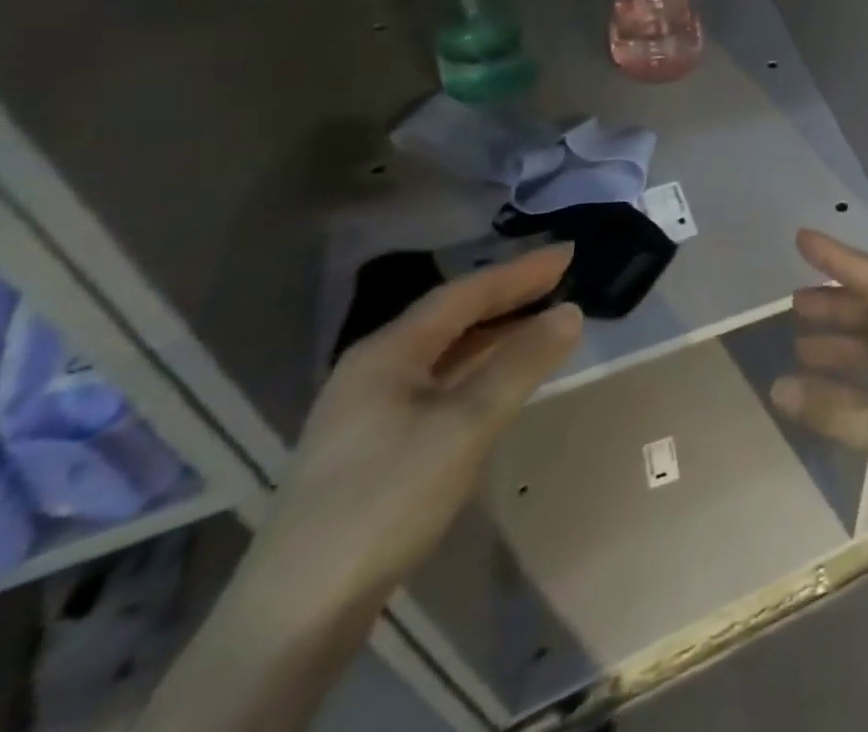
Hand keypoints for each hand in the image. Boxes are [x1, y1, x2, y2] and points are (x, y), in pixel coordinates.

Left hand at [256, 247, 582, 606]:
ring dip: (495, 333)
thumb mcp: (466, 424)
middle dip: (508, 296)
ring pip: (445, 353)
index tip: (569, 253)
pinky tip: (501, 381)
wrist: (296, 613)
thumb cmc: (386, 498)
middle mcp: (374, 370)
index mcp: (387, 353)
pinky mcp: (374, 447)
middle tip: (562, 280)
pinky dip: (479, 369)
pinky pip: (440, 384)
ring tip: (543, 322)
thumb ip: (521, 363)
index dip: (520, 271)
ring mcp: (368, 411)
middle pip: (452, 318)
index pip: (465, 294)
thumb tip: (571, 312)